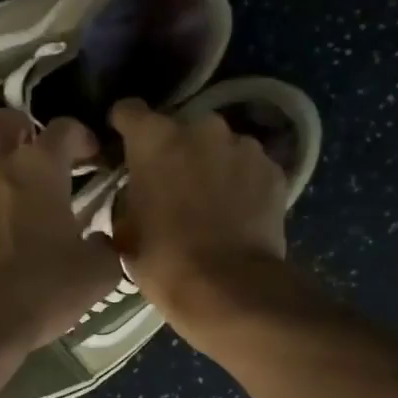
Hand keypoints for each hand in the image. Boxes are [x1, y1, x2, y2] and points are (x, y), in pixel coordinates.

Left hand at [0, 110, 122, 362]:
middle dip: (19, 132)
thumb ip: (105, 249)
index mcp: (39, 168)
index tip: (88, 155)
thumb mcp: (95, 276)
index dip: (80, 137)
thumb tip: (102, 241)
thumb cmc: (37, 292)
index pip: (64, 129)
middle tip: (30, 157)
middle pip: (2, 121)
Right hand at [110, 98, 288, 323]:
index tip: (123, 146)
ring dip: (211, 164)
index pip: (129, 110)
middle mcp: (201, 128)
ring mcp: (243, 146)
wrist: (229, 287)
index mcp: (154, 139)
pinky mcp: (274, 169)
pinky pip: (248, 167)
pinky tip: (238, 212)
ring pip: (219, 146)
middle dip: (174, 150)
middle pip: (180, 128)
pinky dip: (241, 182)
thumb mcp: (125, 230)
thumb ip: (129, 196)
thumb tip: (136, 190)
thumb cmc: (164, 260)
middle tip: (171, 185)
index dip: (123, 127)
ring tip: (210, 201)